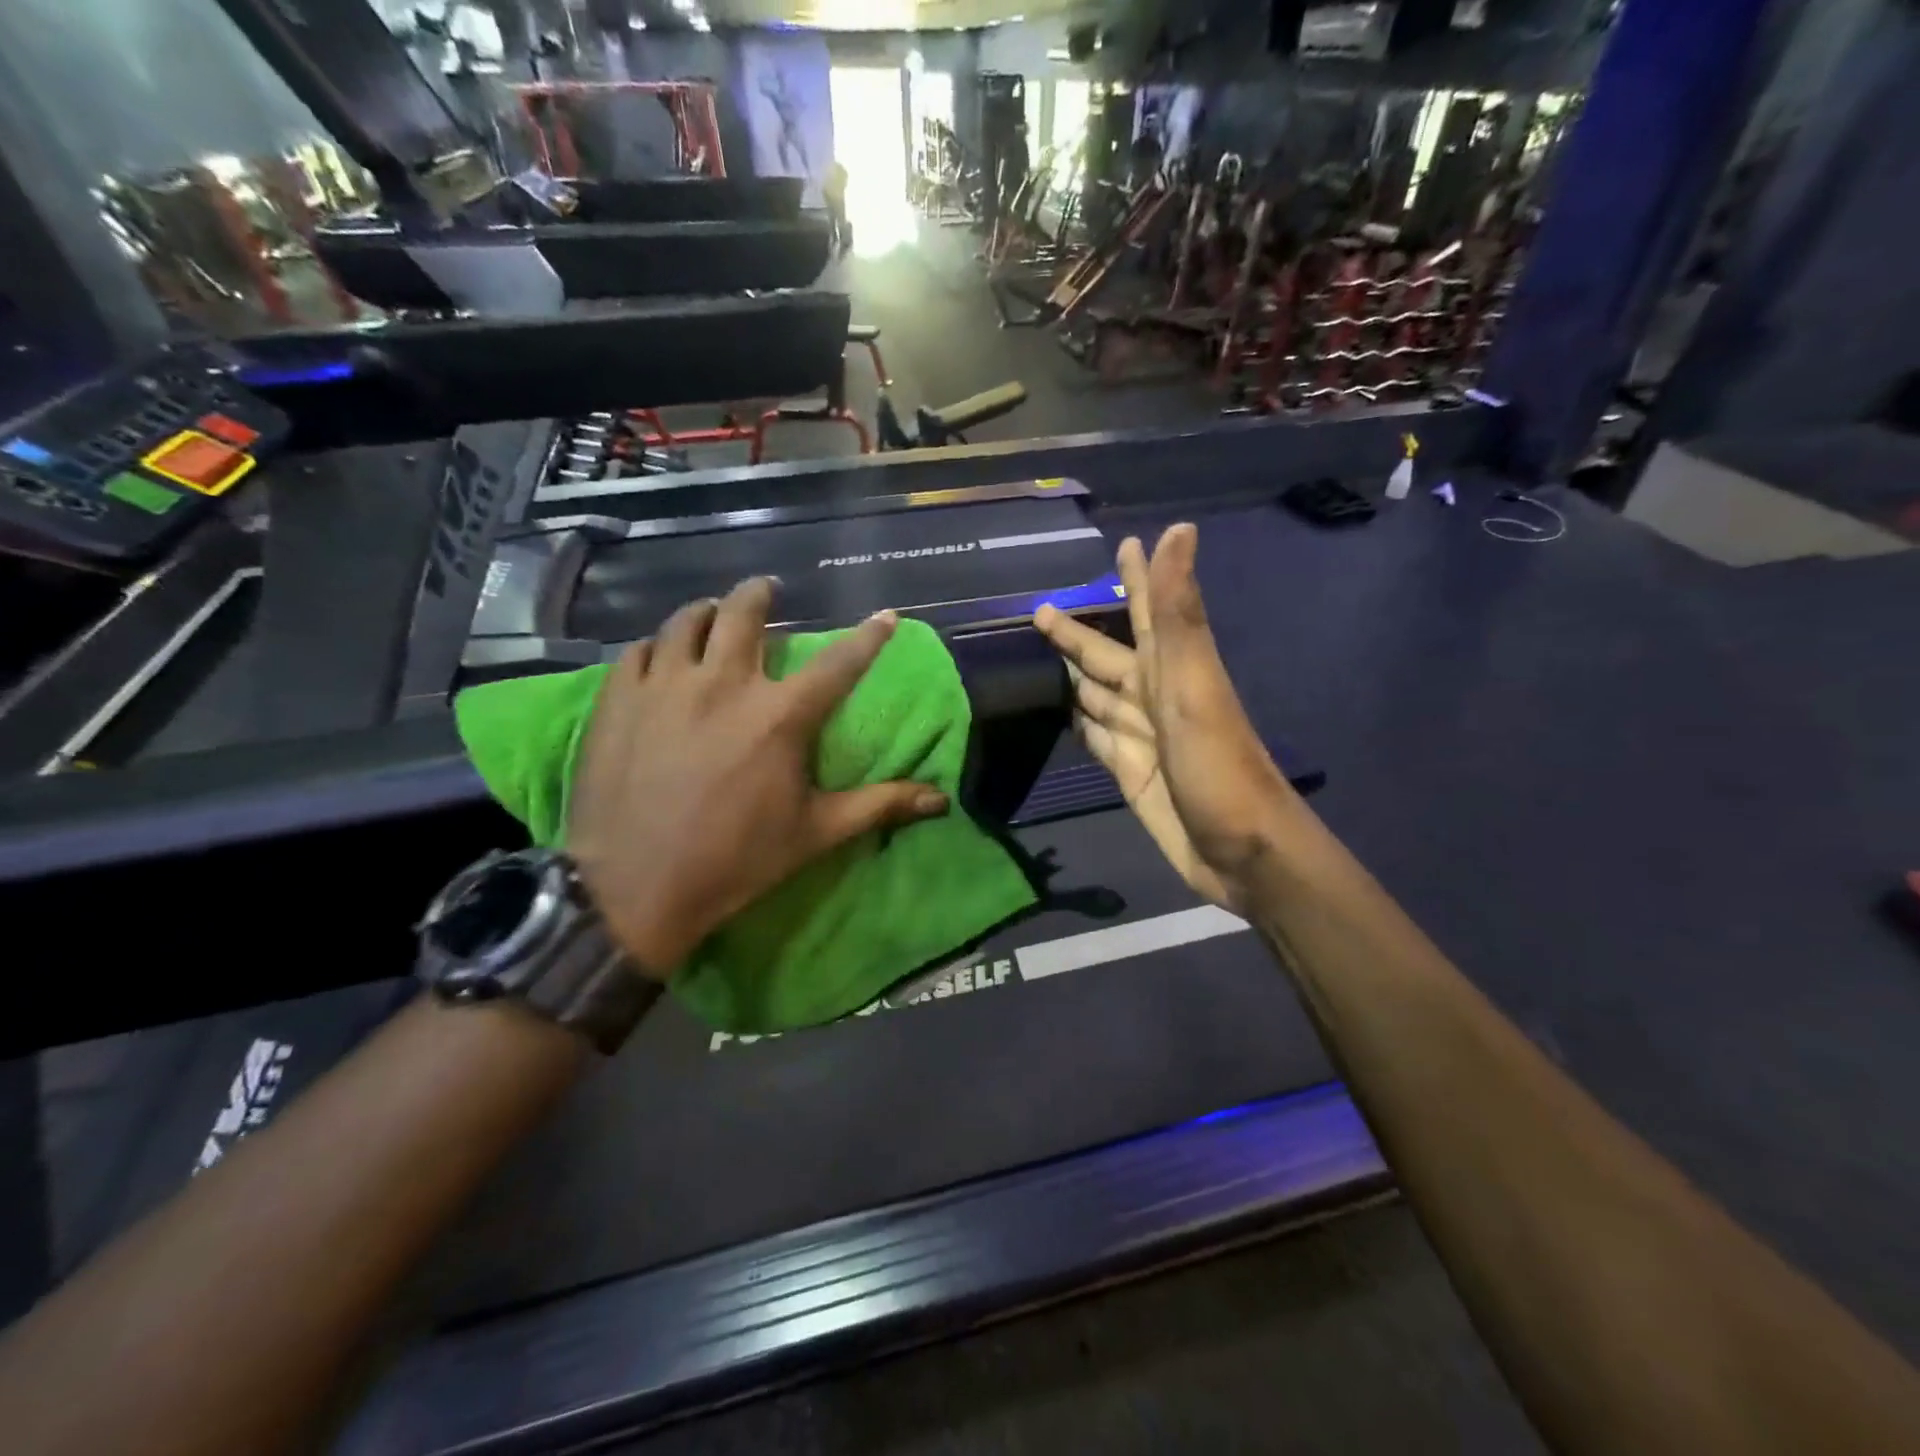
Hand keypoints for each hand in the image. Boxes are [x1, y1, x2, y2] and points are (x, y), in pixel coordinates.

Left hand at [567, 579, 949, 973]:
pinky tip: (661, 657)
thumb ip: (880, 806)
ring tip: (713, 615)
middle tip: (767, 592)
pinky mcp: (619, 700)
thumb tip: (941, 801)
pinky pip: (639, 650)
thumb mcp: (816, 833)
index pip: (838, 663)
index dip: (868, 637)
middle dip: (761, 594)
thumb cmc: (735, 860)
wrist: (633, 889)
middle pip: (744, 613)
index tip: (885, 615)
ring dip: (707, 612)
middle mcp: (723, 685)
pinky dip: (657, 646)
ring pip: (687, 621)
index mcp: (779, 716)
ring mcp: (665, 686)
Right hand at [1036, 525, 1294, 912]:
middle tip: (1040, 611)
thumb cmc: (1219, 766)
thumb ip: (1175, 613)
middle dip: (1078, 633)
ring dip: (1073, 674)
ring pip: (1098, 695)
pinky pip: (1097, 738)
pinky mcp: (1129, 773)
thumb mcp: (1194, 683)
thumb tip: (1176, 530)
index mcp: (1169, 669)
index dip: (1135, 578)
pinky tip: (1062, 713)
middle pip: (1108, 655)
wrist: (1242, 852)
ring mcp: (1140, 737)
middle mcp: (1152, 697)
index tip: (1123, 544)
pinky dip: (1080, 722)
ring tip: (1039, 657)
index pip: (1145, 612)